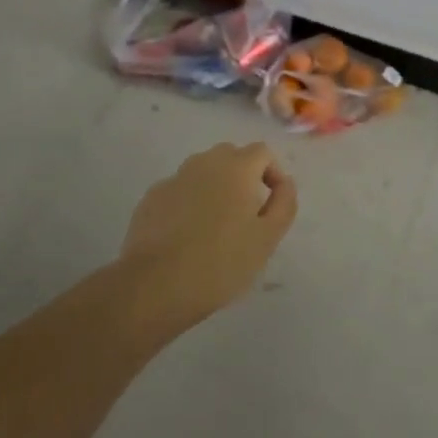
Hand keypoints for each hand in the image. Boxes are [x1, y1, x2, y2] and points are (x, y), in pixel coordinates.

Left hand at [120, 142, 298, 328]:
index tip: (273, 205)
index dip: (273, 173)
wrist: (155, 285)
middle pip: (231, 157)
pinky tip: (186, 235)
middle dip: (243, 177)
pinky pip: (179, 191)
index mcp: (236, 167)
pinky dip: (189, 203)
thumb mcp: (267, 238)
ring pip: (202, 172)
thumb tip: (285, 183)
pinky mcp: (151, 198)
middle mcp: (204, 162)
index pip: (262, 152)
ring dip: (215, 188)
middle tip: (246, 215)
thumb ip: (284, 203)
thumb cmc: (221, 262)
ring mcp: (174, 178)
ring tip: (216, 226)